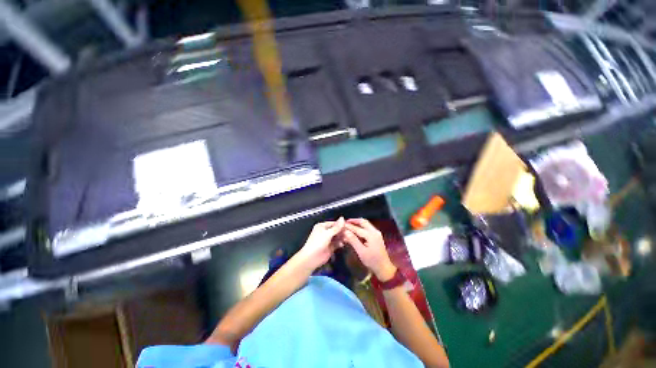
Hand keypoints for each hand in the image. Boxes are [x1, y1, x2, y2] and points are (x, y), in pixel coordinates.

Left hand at [295, 218, 345, 271]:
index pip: (333, 223)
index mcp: (322, 226)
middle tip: (349, 232)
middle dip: (342, 231)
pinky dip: (340, 243)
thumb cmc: (317, 243)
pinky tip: (344, 243)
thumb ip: (336, 227)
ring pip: (337, 237)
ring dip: (342, 237)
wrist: (311, 258)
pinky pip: (337, 243)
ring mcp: (327, 240)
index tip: (348, 226)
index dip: (341, 224)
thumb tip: (342, 218)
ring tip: (347, 238)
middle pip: (336, 230)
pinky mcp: (330, 247)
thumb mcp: (327, 233)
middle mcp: (325, 232)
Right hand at [343, 218, 396, 281]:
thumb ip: (353, 240)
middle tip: (346, 222)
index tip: (341, 224)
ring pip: (366, 224)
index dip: (349, 226)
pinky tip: (356, 230)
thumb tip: (345, 231)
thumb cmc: (372, 261)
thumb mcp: (361, 252)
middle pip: (363, 222)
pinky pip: (368, 228)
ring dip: (358, 223)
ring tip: (349, 225)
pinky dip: (361, 227)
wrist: (384, 268)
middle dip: (354, 221)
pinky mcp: (377, 236)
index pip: (357, 228)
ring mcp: (376, 233)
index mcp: (371, 235)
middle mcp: (374, 231)